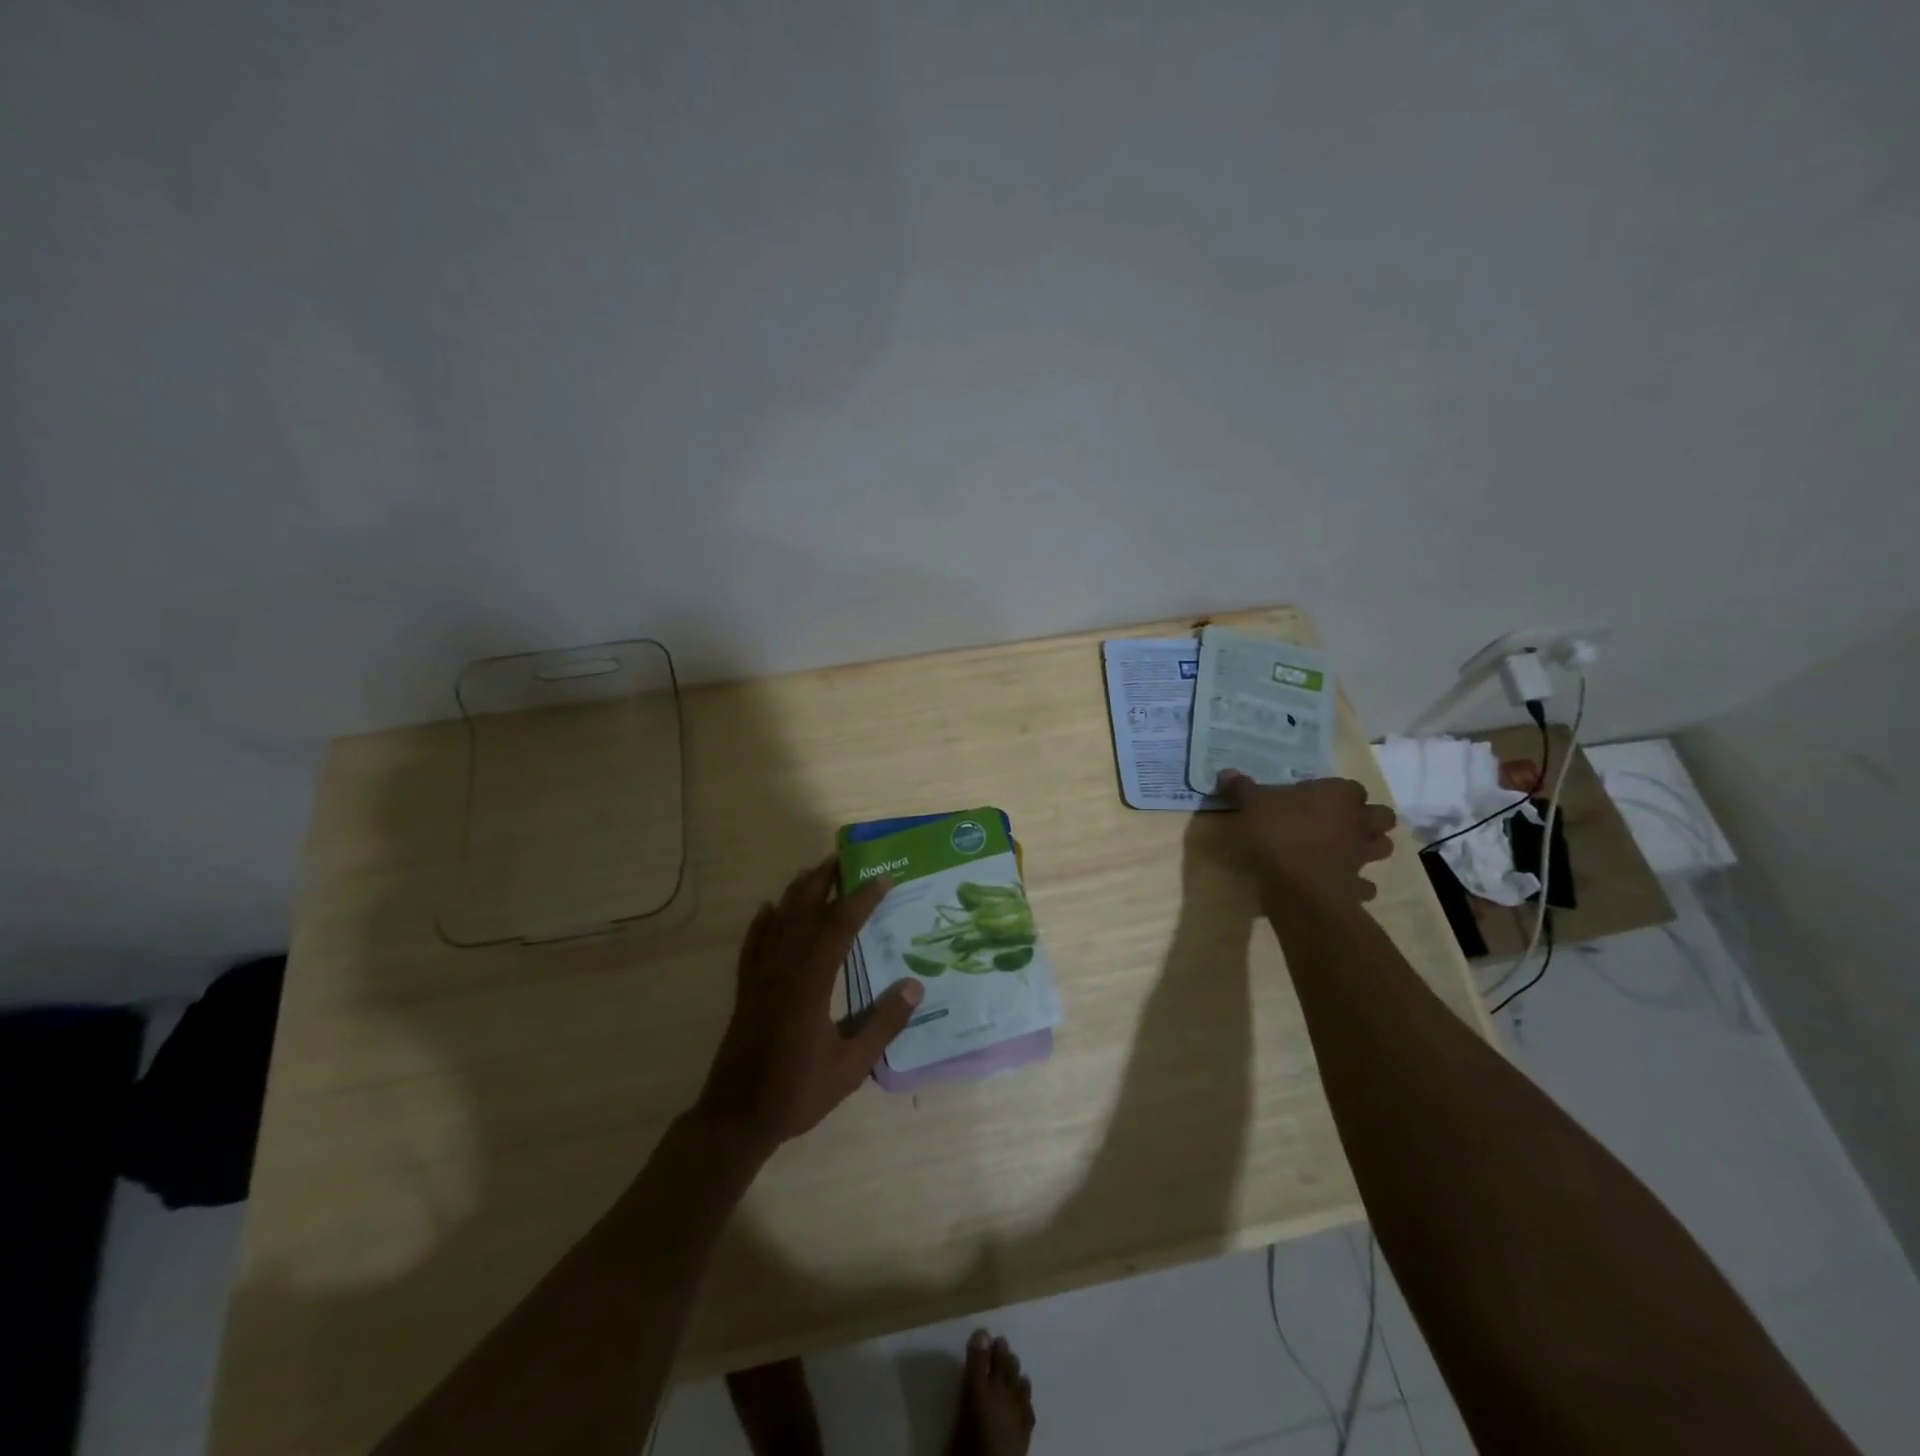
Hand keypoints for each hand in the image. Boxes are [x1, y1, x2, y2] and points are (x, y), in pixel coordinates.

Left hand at [695, 858, 921, 1149]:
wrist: (736, 1118)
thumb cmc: (797, 1092)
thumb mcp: (851, 1066)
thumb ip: (883, 1024)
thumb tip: (914, 985)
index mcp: (811, 983)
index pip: (839, 927)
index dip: (862, 899)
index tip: (883, 878)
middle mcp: (783, 969)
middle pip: (804, 912)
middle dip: (824, 882)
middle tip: (843, 858)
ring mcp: (759, 978)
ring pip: (778, 922)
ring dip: (796, 894)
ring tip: (812, 872)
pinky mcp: (745, 990)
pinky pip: (752, 945)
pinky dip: (761, 923)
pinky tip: (767, 909)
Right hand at [1216, 771, 1396, 901]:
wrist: (1297, 886)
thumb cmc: (1277, 833)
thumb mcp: (1251, 804)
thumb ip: (1242, 787)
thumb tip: (1227, 771)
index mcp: (1337, 796)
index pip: (1352, 787)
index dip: (1339, 792)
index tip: (1318, 798)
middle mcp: (1358, 822)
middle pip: (1382, 816)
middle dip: (1368, 818)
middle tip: (1342, 822)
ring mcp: (1362, 855)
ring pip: (1383, 847)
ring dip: (1370, 847)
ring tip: (1346, 850)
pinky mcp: (1357, 885)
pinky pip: (1365, 885)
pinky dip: (1357, 885)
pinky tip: (1340, 884)